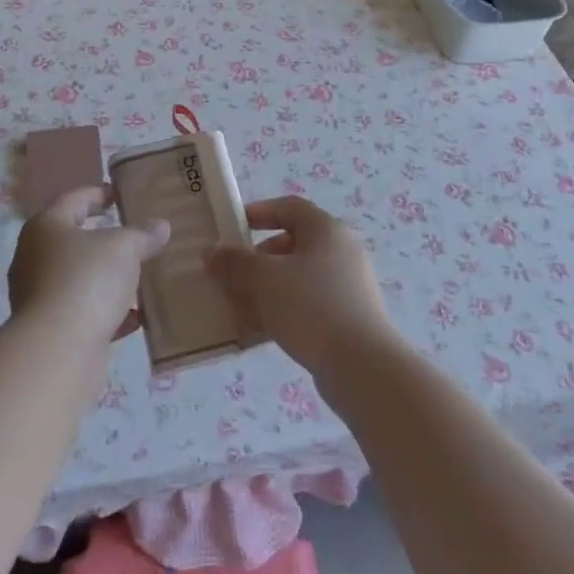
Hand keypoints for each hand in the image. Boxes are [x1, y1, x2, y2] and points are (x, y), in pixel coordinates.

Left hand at [8, 185, 169, 343]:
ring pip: (80, 278)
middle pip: (75, 239)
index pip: (75, 199)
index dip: (101, 194)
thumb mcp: (123, 248)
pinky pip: (84, 311)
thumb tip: (160, 226)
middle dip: (107, 239)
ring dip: (109, 278)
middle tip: (137, 236)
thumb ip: (142, 234)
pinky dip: (108, 311)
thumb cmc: (86, 281)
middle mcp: (35, 256)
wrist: (57, 352)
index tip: (123, 195)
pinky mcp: (50, 328)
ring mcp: (39, 295)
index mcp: (46, 226)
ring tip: (141, 275)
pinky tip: (137, 317)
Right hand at [208, 197, 396, 377]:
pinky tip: (259, 331)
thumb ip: (234, 262)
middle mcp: (340, 251)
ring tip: (239, 306)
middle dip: (257, 258)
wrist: (362, 367)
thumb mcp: (264, 279)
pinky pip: (307, 304)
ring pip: (297, 277)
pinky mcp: (347, 318)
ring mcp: (347, 286)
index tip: (232, 227)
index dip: (259, 212)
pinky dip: (282, 310)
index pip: (289, 207)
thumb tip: (211, 252)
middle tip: (231, 274)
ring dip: (266, 288)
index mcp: (326, 229)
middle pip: (291, 244)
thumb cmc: (311, 306)